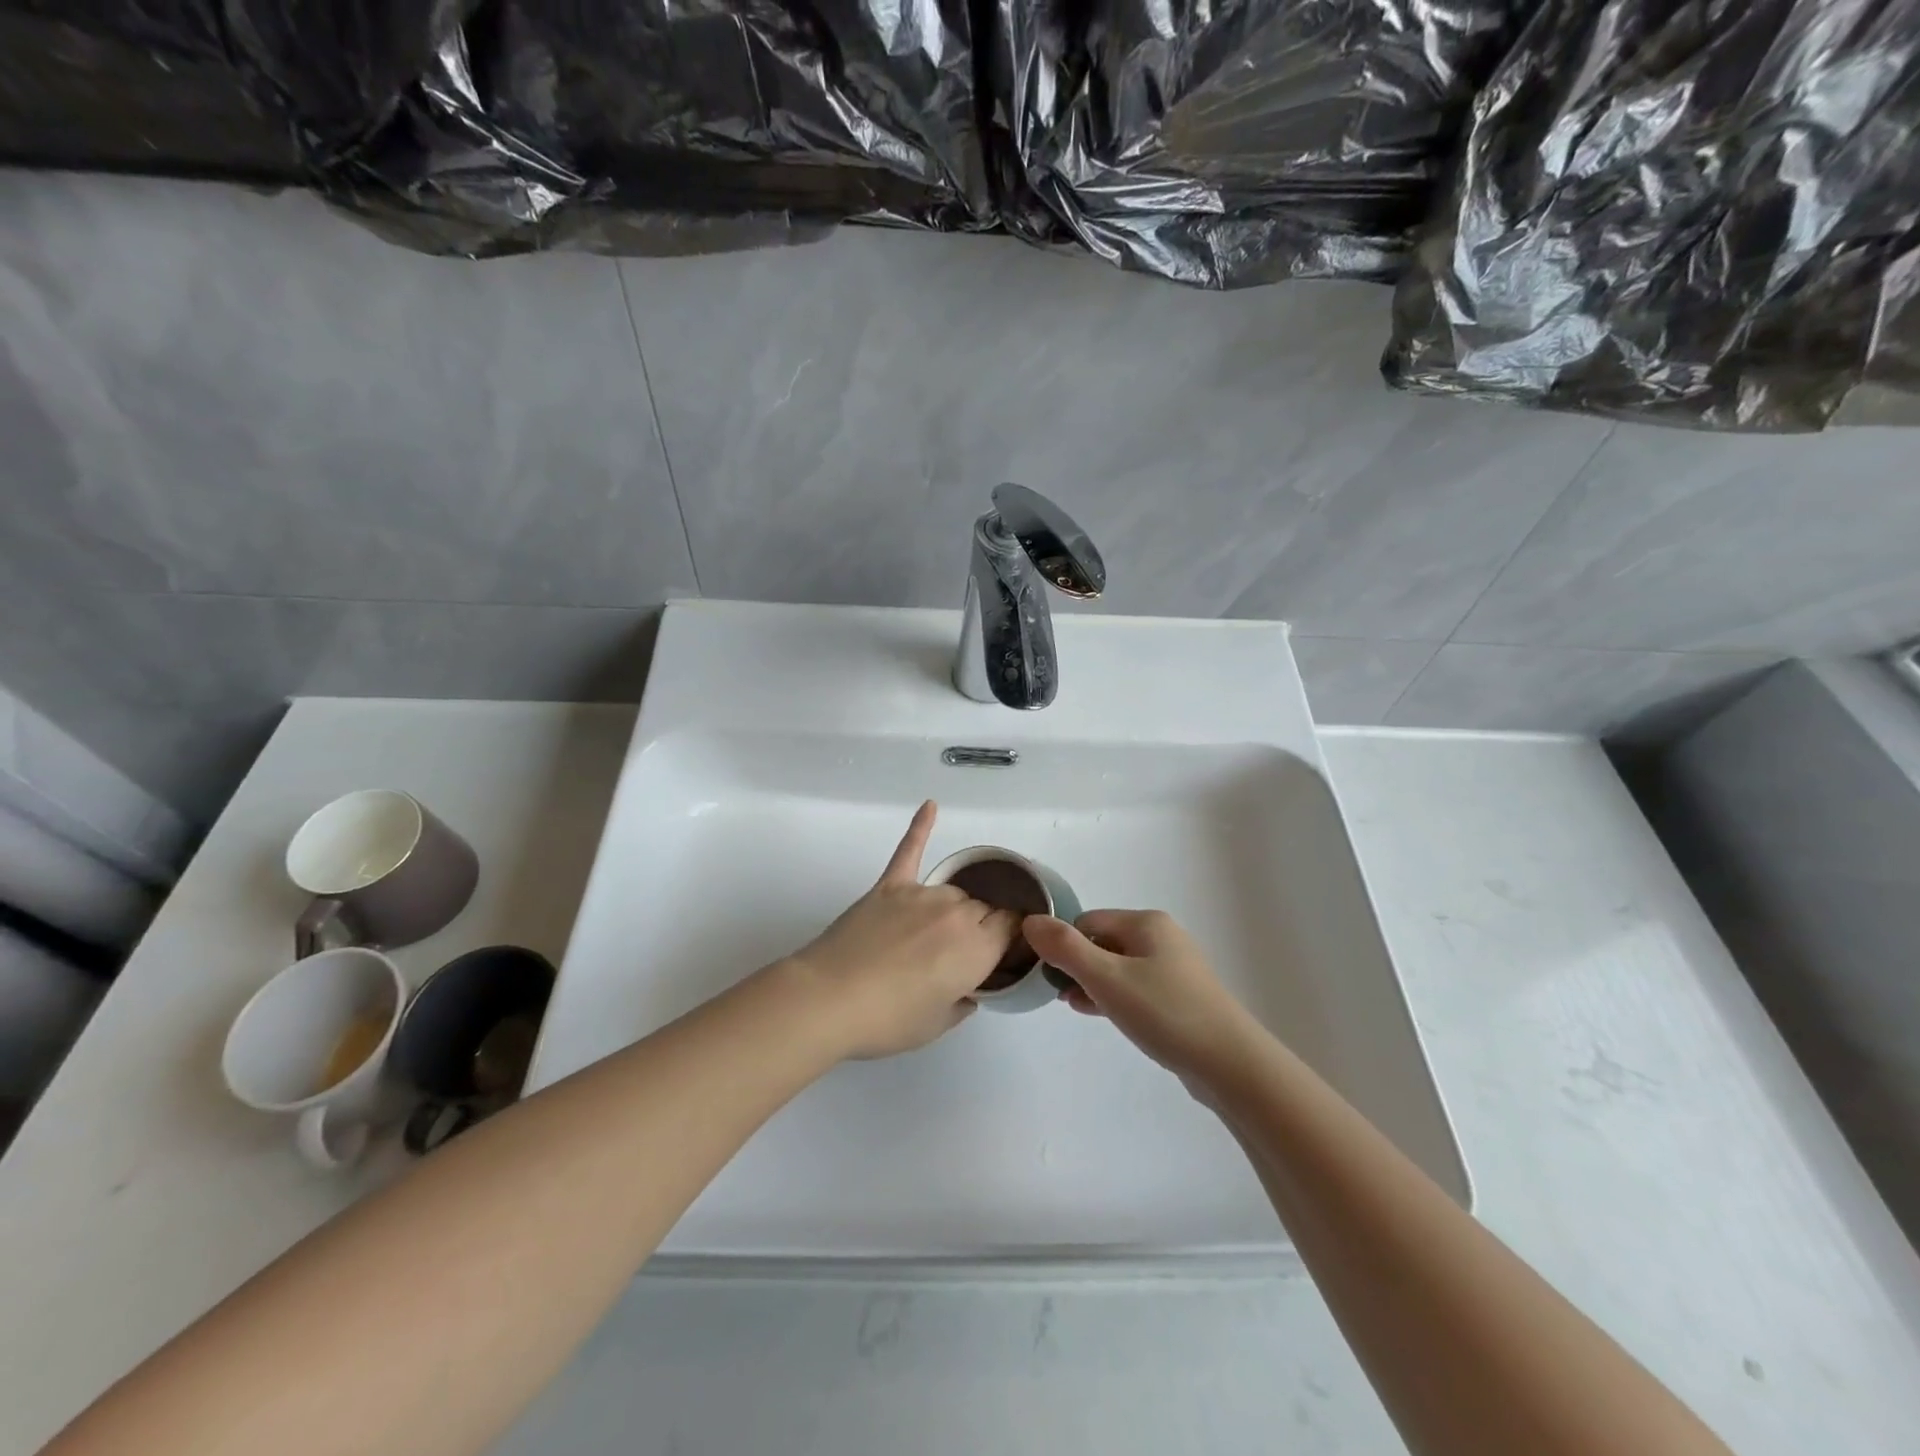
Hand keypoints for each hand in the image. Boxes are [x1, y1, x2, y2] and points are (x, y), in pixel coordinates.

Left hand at [785, 801, 1021, 1059]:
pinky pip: (909, 850)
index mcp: (977, 948)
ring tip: (933, 936)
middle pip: (983, 908)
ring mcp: (920, 894)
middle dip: (980, 928)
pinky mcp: (889, 886)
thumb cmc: (887, 1020)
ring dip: (952, 909)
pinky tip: (930, 805)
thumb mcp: (938, 1024)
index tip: (1005, 952)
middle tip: (957, 957)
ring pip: (952, 891)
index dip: (1012, 938)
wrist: (828, 1000)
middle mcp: (957, 912)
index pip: (1012, 927)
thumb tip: (967, 990)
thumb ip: (962, 1002)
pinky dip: (921, 827)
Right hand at [1023, 910, 1262, 1088]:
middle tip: (1060, 995)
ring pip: (1118, 967)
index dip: (1064, 946)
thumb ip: (1065, 949)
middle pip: (1102, 942)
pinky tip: (1103, 1015)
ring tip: (1075, 1007)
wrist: (1230, 1064)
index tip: (1049, 977)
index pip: (1086, 921)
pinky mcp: (1181, 997)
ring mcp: (1174, 968)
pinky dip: (1115, 997)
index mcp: (1146, 922)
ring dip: (1094, 983)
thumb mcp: (1106, 978)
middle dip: (1077, 966)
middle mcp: (1161, 937)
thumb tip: (1030, 921)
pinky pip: (1136, 988)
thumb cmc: (1164, 1012)